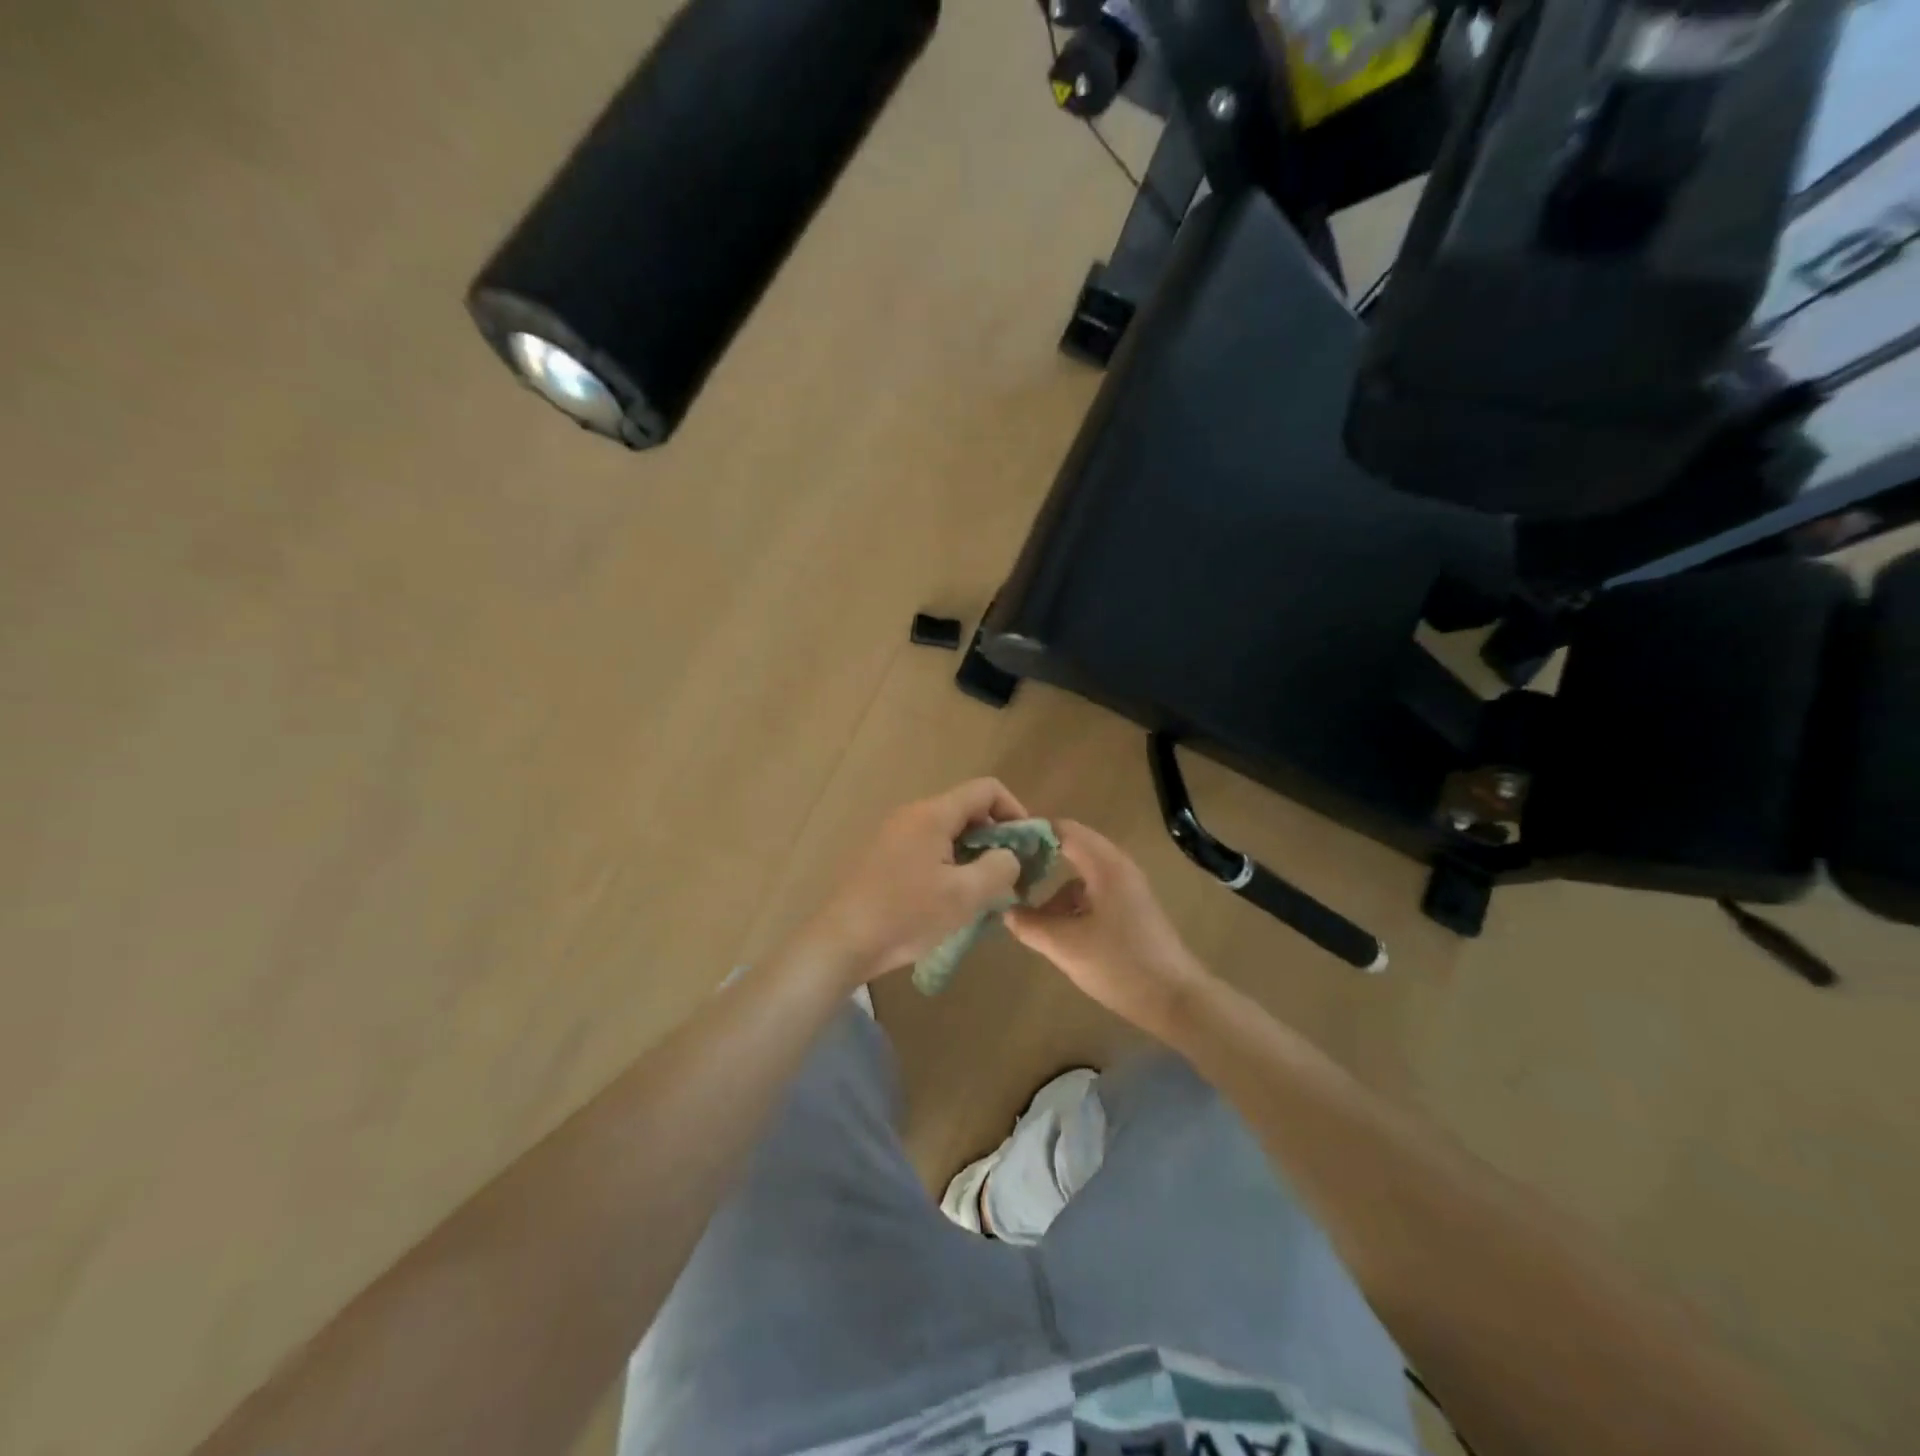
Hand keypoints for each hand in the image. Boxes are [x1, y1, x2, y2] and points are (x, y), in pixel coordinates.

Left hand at [807, 778, 1030, 982]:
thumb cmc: (906, 915)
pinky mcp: (884, 857)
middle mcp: (913, 815)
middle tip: (1009, 876)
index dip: (1015, 810)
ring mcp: (894, 835)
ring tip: (984, 893)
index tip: (1026, 847)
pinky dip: (950, 865)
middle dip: (996, 838)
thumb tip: (1009, 857)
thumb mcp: (965, 895)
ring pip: (948, 833)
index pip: (986, 789)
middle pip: (967, 810)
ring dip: (973, 855)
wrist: (842, 942)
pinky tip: (952, 900)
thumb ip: (1000, 868)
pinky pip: (928, 849)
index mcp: (933, 814)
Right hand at [1007, 820, 1209, 1035]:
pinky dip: (1073, 903)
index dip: (1031, 832)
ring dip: (1056, 887)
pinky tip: (1060, 930)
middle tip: (1008, 874)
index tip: (1001, 846)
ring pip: (1082, 874)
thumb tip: (1005, 910)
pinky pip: (1094, 892)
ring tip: (1030, 912)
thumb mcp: (1065, 945)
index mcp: (1105, 865)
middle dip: (1040, 858)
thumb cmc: (1120, 965)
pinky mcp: (1132, 910)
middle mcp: (1118, 867)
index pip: (1063, 829)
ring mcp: (1128, 888)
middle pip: (1072, 848)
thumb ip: (1029, 924)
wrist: (1176, 1001)